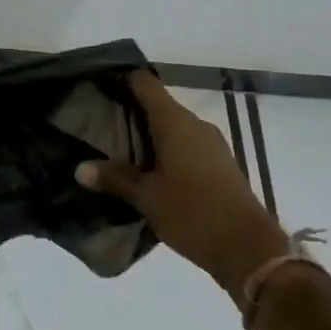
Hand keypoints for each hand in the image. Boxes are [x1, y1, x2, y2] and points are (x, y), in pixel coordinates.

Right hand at [76, 71, 290, 298]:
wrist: (250, 250)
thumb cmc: (193, 213)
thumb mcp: (147, 198)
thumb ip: (115, 178)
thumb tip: (80, 168)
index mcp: (174, 122)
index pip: (145, 83)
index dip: (123, 80)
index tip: (100, 86)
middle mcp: (195, 124)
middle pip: (159, 105)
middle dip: (132, 112)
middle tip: (102, 125)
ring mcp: (212, 144)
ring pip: (174, 127)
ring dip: (151, 135)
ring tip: (122, 151)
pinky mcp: (221, 164)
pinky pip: (188, 145)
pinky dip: (168, 151)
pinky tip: (152, 172)